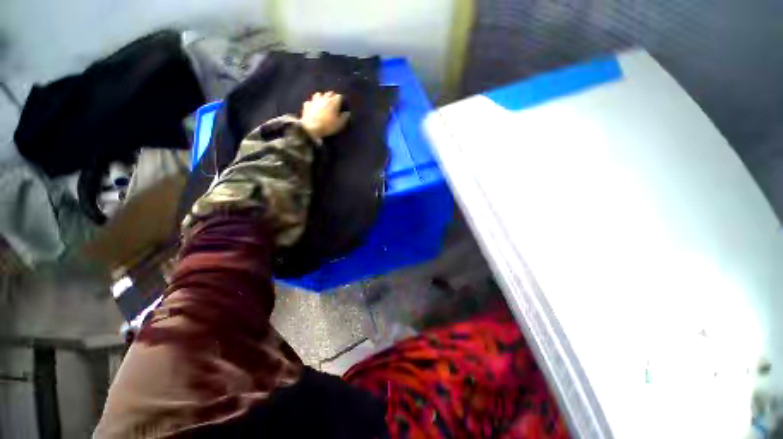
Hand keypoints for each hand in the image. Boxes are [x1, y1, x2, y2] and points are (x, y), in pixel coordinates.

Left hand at [300, 91, 349, 139]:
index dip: (342, 100)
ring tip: (324, 102)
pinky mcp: (306, 105)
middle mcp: (324, 98)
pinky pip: (310, 101)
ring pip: (319, 94)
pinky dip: (313, 103)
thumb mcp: (340, 124)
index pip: (339, 96)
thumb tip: (347, 113)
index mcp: (333, 102)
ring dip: (322, 97)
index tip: (343, 104)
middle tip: (335, 103)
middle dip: (333, 96)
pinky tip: (314, 107)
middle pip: (330, 93)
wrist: (311, 128)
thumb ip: (345, 117)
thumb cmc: (328, 126)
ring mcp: (314, 100)